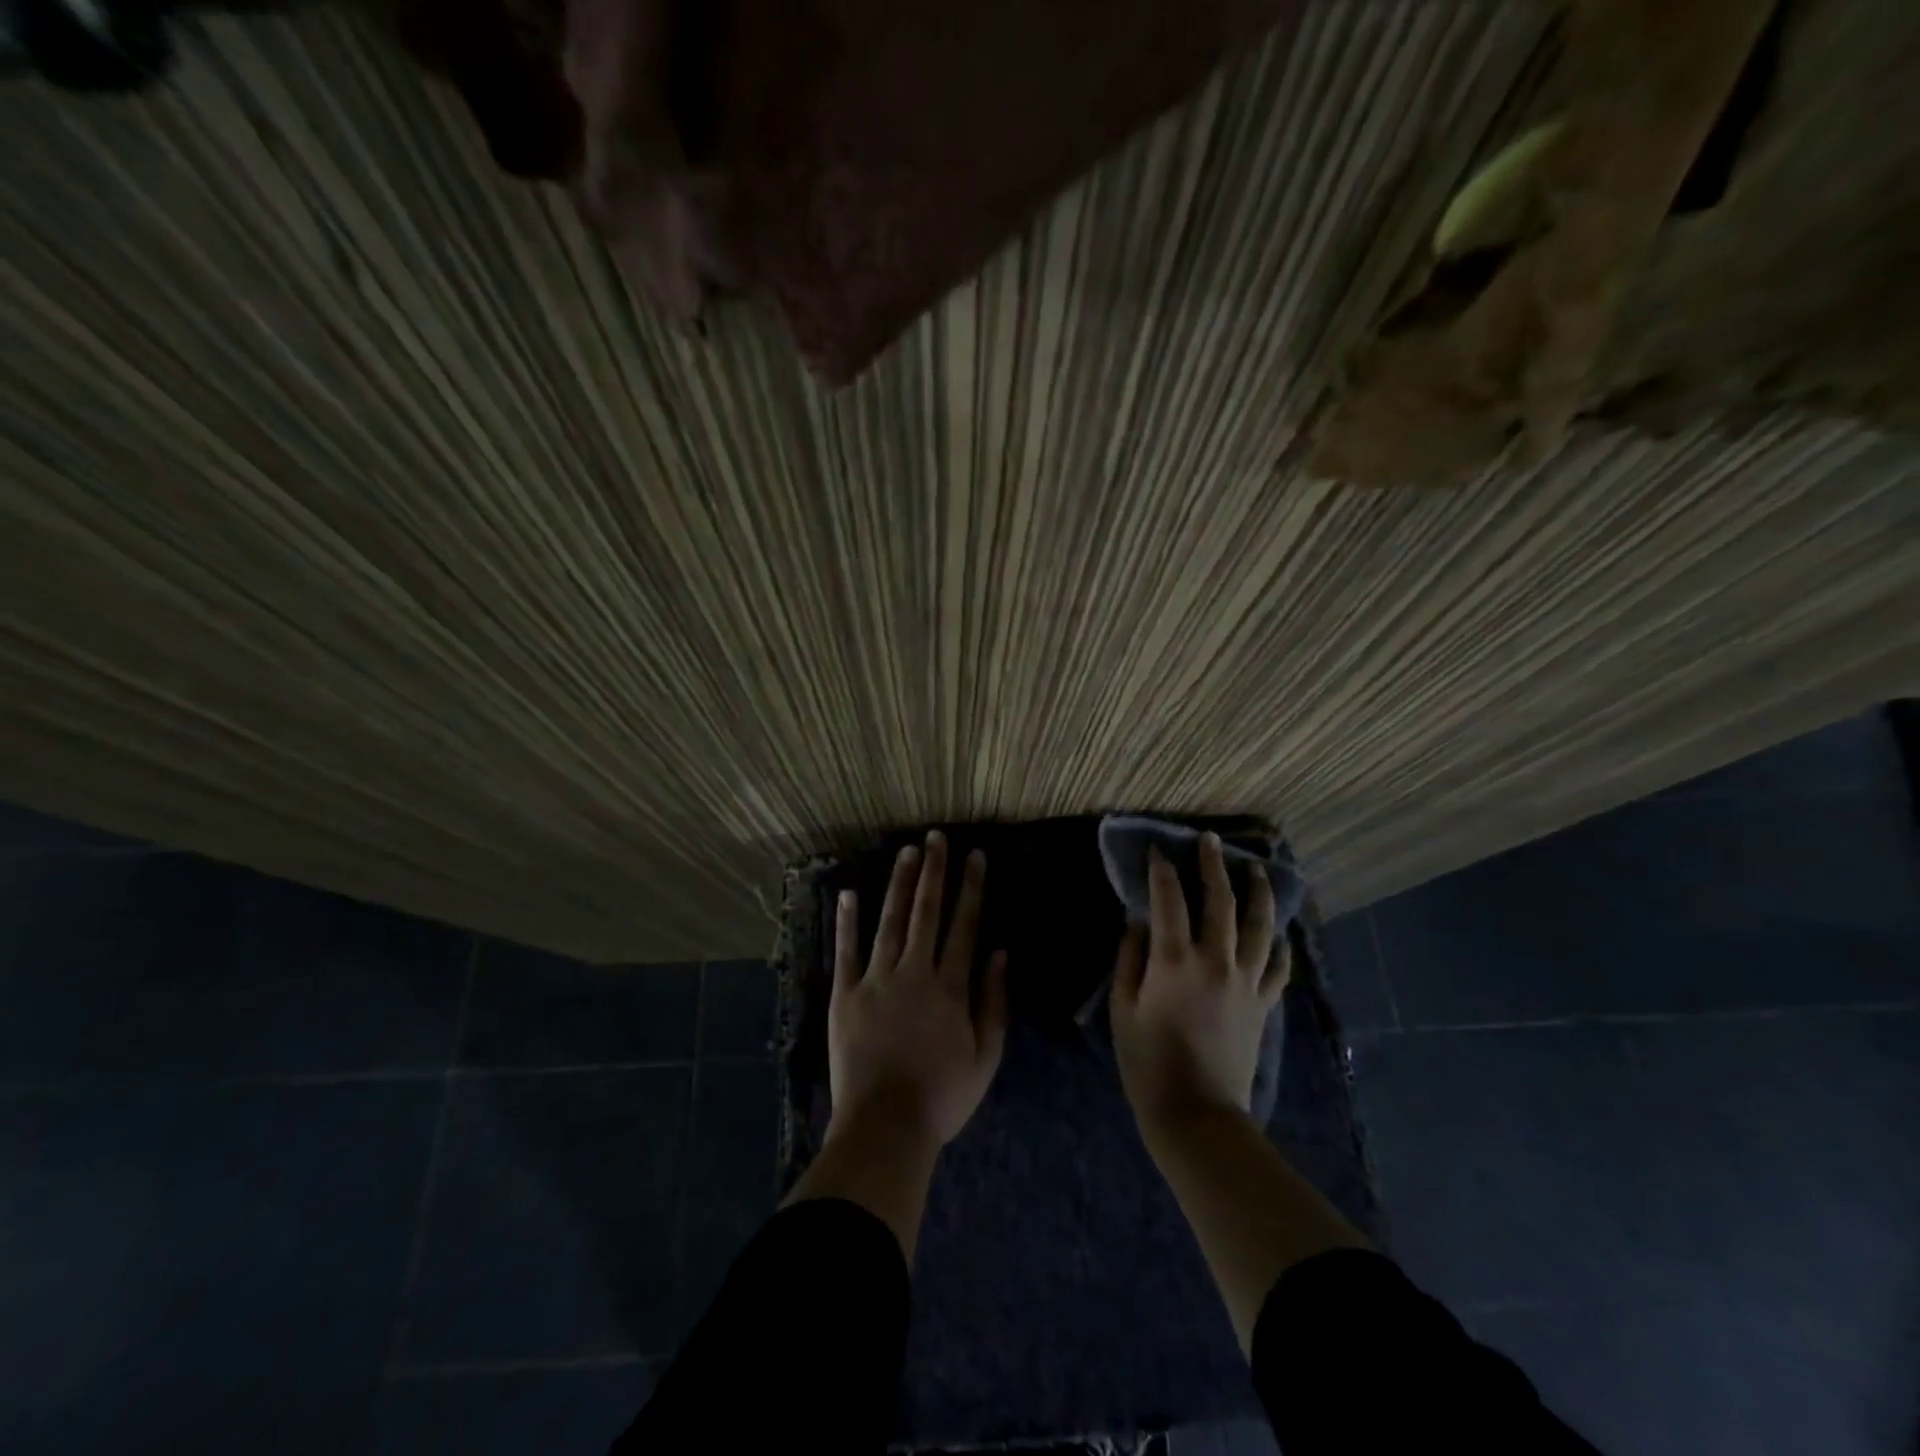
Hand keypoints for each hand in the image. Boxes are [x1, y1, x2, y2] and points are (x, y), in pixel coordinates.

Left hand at [829, 831, 1009, 1148]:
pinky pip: (846, 952)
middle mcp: (914, 972)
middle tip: (936, 837)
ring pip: (890, 922)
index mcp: (950, 987)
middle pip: (926, 913)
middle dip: (933, 872)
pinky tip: (849, 893)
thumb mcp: (985, 1057)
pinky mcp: (845, 996)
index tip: (975, 856)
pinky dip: (846, 922)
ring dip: (899, 884)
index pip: (964, 925)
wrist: (886, 1127)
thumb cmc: (942, 1096)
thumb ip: (993, 1002)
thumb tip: (999, 953)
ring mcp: (875, 981)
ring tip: (906, 852)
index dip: (970, 888)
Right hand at [1110, 833, 1289, 1133]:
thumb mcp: (1122, 1008)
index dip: (1161, 870)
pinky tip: (1276, 931)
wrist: (1196, 1114)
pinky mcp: (1262, 1004)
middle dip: (1213, 865)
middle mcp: (1215, 961)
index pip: (1168, 899)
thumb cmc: (1147, 1062)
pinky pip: (1276, 966)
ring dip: (1257, 892)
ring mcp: (1245, 982)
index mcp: (1174, 960)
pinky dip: (1277, 944)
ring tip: (1255, 869)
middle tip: (1211, 841)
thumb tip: (1138, 923)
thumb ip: (1129, 959)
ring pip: (1258, 925)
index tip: (1158, 850)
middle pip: (1219, 900)